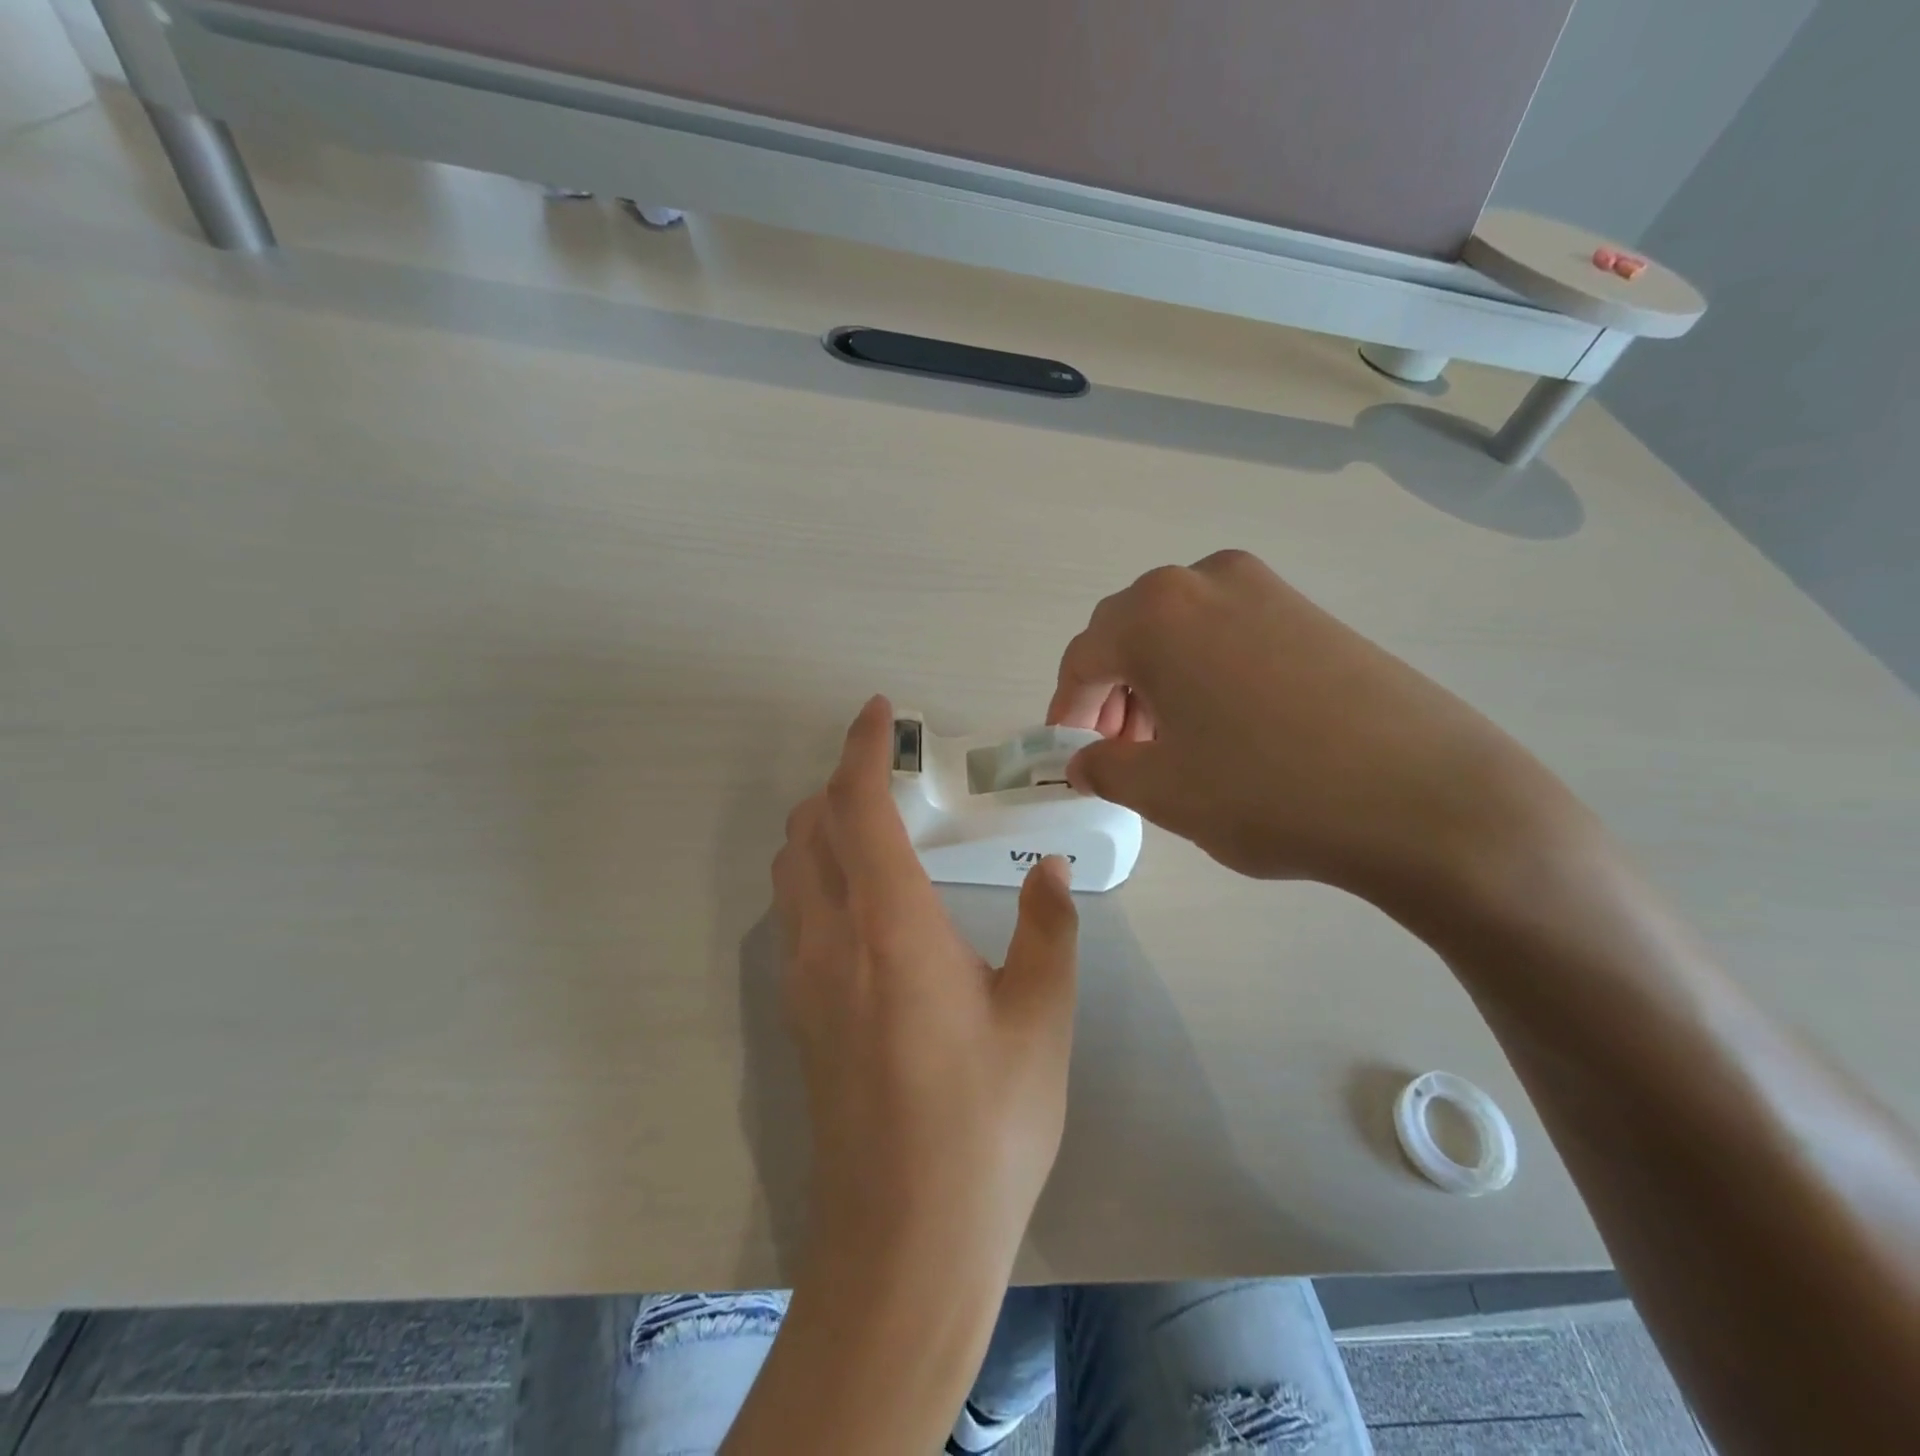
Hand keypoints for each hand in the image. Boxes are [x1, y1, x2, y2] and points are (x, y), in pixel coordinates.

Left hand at [772, 695, 1079, 1285]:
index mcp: (892, 927)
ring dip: (820, 830)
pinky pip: (794, 917)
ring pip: (791, 873)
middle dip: (838, 784)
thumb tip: (1050, 870)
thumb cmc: (986, 1125)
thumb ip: (1049, 932)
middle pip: (808, 830)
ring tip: (874, 828)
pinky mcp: (800, 1020)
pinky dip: (816, 877)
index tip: (878, 714)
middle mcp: (832, 941)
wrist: (905, 1243)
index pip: (857, 808)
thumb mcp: (1041, 1021)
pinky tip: (863, 904)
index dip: (862, 749)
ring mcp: (805, 983)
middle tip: (890, 775)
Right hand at [1048, 550, 1583, 911]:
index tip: (1071, 752)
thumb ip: (1104, 768)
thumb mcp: (1163, 792)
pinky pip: (1229, 634)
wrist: (1427, 798)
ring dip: (1158, 681)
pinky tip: (1226, 725)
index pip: (1084, 657)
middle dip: (1112, 692)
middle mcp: (1205, 580)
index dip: (1068, 709)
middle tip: (1120, 749)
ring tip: (1171, 742)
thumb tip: (1085, 760)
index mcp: (1156, 613)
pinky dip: (1205, 673)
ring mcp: (1267, 589)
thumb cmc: (1268, 791)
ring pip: (1180, 631)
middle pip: (1129, 633)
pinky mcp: (1312, 612)